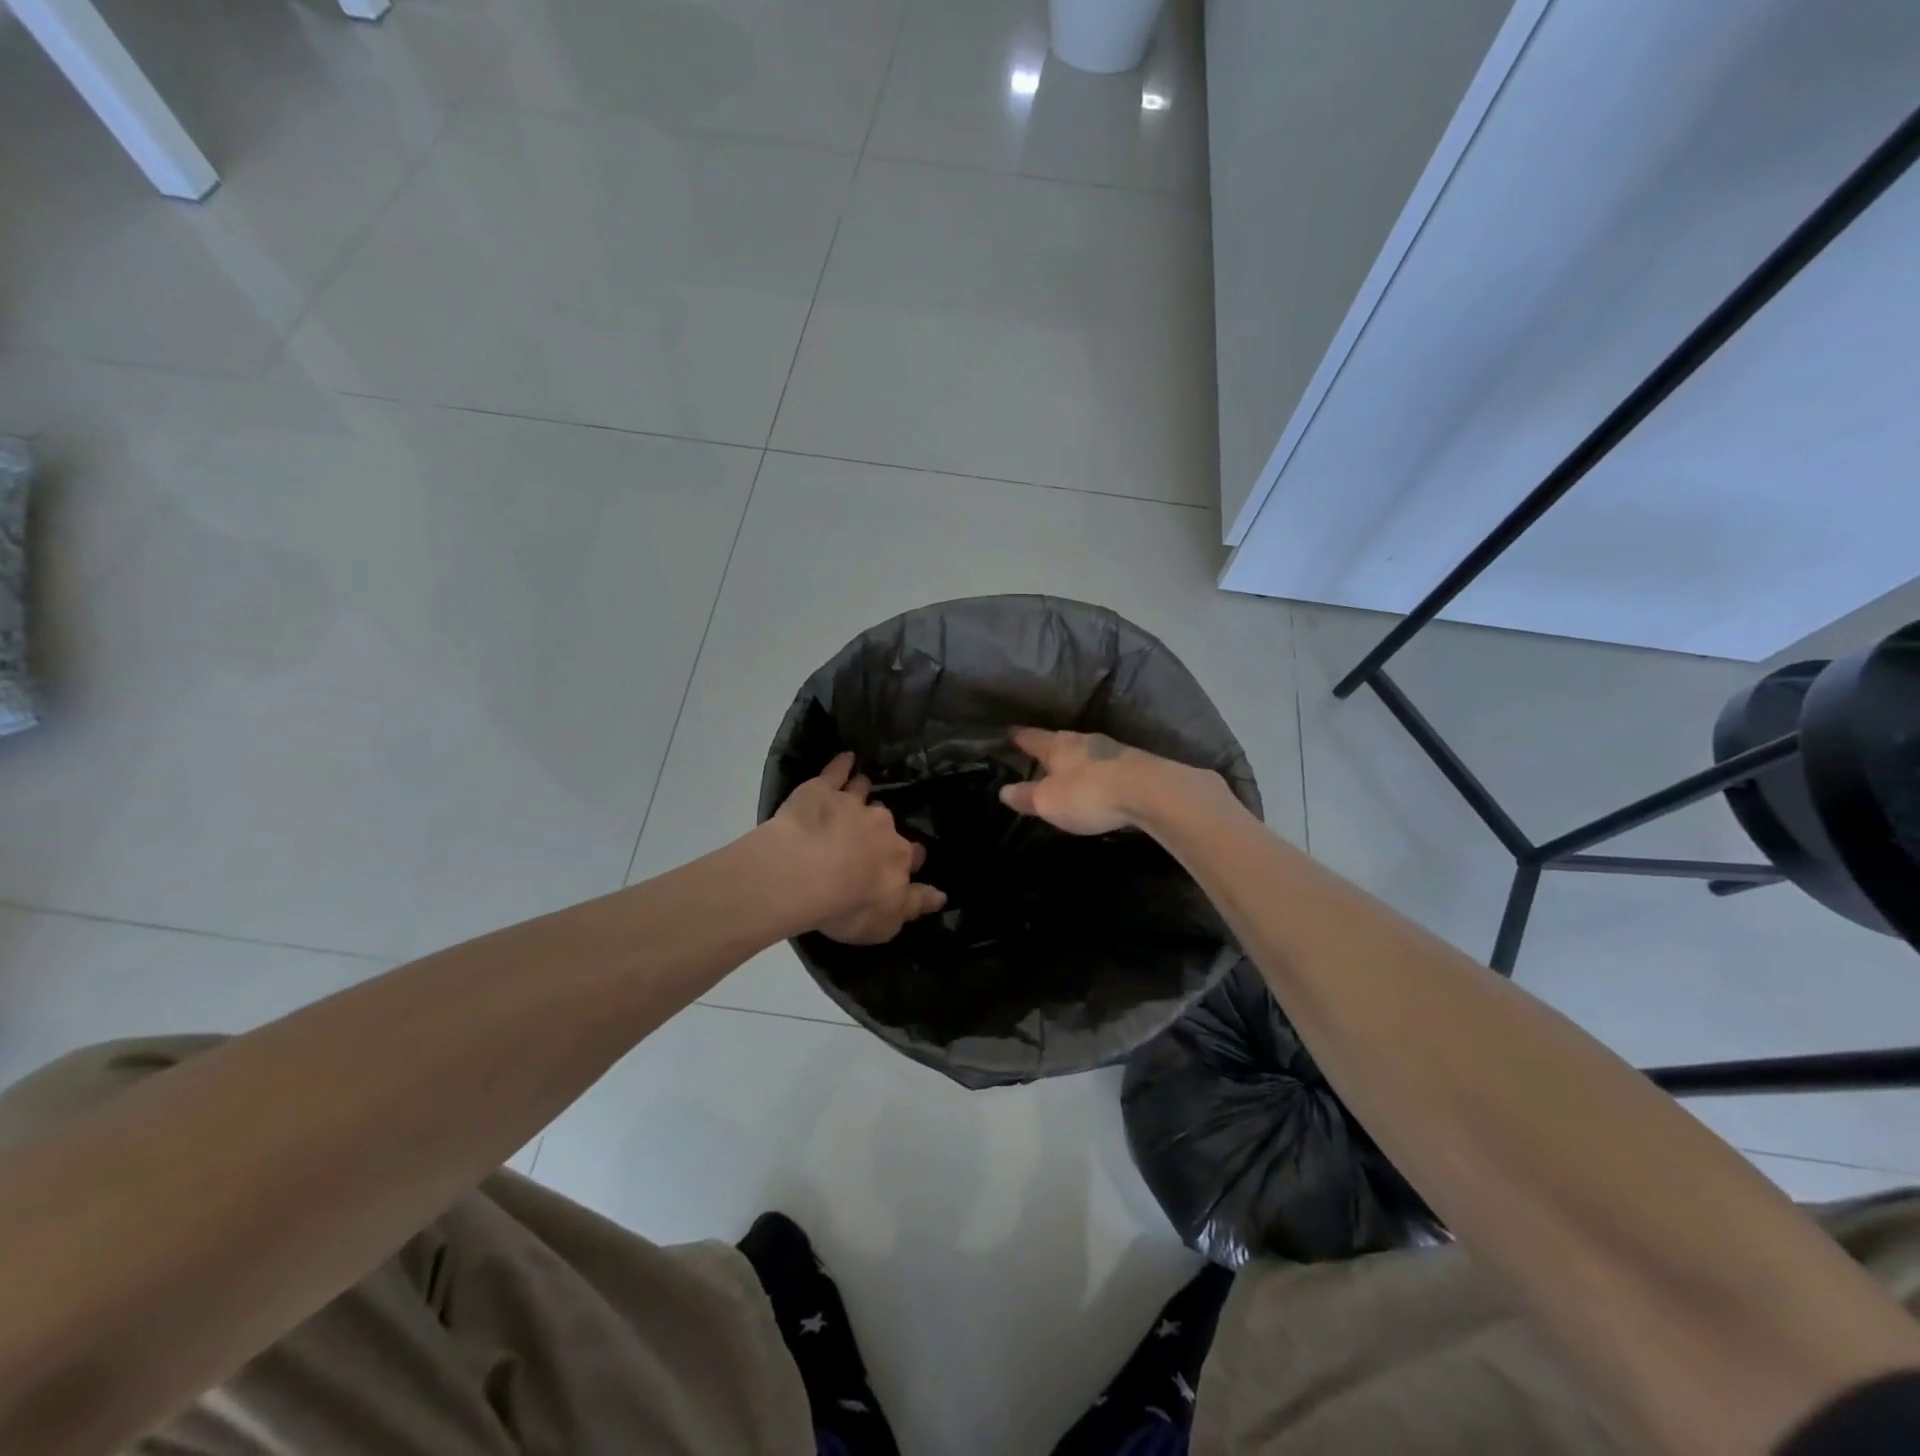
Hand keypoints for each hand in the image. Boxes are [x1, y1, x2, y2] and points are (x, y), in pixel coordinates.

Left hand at [769, 752, 945, 943]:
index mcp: (899, 857)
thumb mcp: (886, 922)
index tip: (904, 863)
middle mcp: (882, 826)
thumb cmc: (847, 905)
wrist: (804, 872)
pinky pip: (837, 771)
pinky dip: (843, 764)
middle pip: (887, 824)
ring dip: (865, 792)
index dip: (909, 860)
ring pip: (865, 793)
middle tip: (869, 836)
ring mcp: (852, 804)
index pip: (912, 856)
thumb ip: (913, 905)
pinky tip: (846, 758)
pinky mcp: (822, 790)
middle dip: (883, 828)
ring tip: (861, 791)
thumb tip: (941, 896)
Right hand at [999, 726, 1222, 835]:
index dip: (1018, 737)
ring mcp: (1111, 750)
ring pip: (1085, 752)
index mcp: (1058, 745)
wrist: (1150, 792)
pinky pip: (1105, 765)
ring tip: (1067, 770)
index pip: (1031, 737)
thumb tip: (1003, 791)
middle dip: (1049, 748)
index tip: (1008, 732)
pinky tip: (1097, 781)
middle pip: (1060, 741)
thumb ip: (1026, 796)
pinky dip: (1096, 772)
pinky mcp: (1134, 764)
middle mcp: (1083, 740)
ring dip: (1075, 760)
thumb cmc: (1089, 793)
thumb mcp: (1049, 801)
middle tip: (1037, 754)